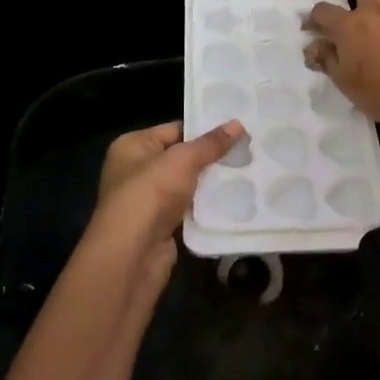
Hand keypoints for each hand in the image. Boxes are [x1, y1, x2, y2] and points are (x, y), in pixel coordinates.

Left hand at [86, 120, 243, 292]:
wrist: (131, 256)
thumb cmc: (150, 194)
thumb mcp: (183, 160)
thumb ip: (211, 143)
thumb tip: (238, 123)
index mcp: (132, 146)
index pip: (174, 129)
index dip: (205, 129)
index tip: (238, 129)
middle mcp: (135, 170)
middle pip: (181, 157)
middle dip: (211, 157)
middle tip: (248, 150)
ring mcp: (147, 200)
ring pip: (186, 185)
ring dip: (211, 183)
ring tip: (247, 172)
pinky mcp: (160, 226)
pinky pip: (188, 209)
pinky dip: (205, 206)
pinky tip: (233, 200)